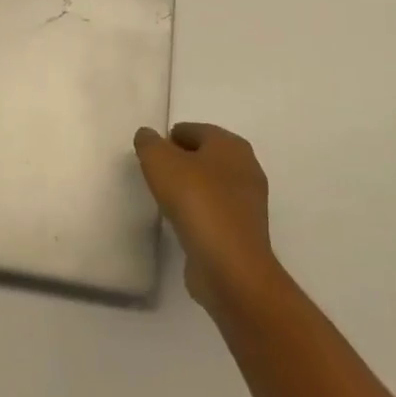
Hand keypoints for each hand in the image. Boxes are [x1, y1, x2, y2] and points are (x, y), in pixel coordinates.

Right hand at [134, 122, 283, 315]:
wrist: (230, 266)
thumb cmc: (196, 201)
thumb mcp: (160, 162)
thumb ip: (149, 143)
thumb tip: (147, 136)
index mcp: (230, 145)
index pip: (194, 130)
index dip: (169, 138)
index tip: (150, 155)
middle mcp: (245, 168)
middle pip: (205, 156)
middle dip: (180, 162)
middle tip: (154, 174)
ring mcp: (248, 203)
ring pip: (211, 185)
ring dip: (190, 189)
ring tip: (164, 198)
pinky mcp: (244, 233)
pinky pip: (215, 212)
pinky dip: (198, 212)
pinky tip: (181, 222)